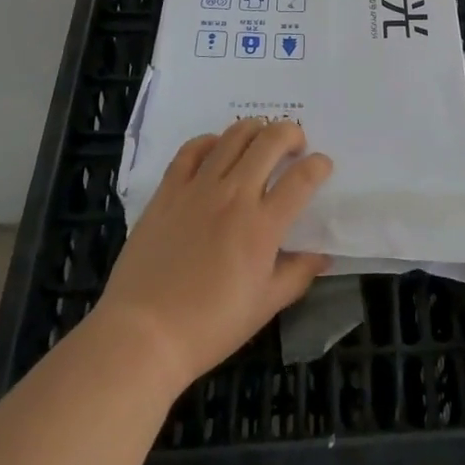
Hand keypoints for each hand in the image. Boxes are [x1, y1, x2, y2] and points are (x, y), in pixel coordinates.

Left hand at [91, 117, 331, 395]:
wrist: (143, 334)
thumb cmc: (209, 327)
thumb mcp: (265, 307)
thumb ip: (298, 274)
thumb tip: (322, 254)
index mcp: (263, 226)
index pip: (303, 178)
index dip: (319, 165)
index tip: (322, 166)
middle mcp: (235, 196)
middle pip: (271, 141)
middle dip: (292, 134)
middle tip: (295, 146)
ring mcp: (199, 188)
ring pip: (234, 136)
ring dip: (256, 129)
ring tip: (261, 139)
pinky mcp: (169, 190)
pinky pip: (192, 149)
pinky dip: (210, 140)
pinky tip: (217, 148)